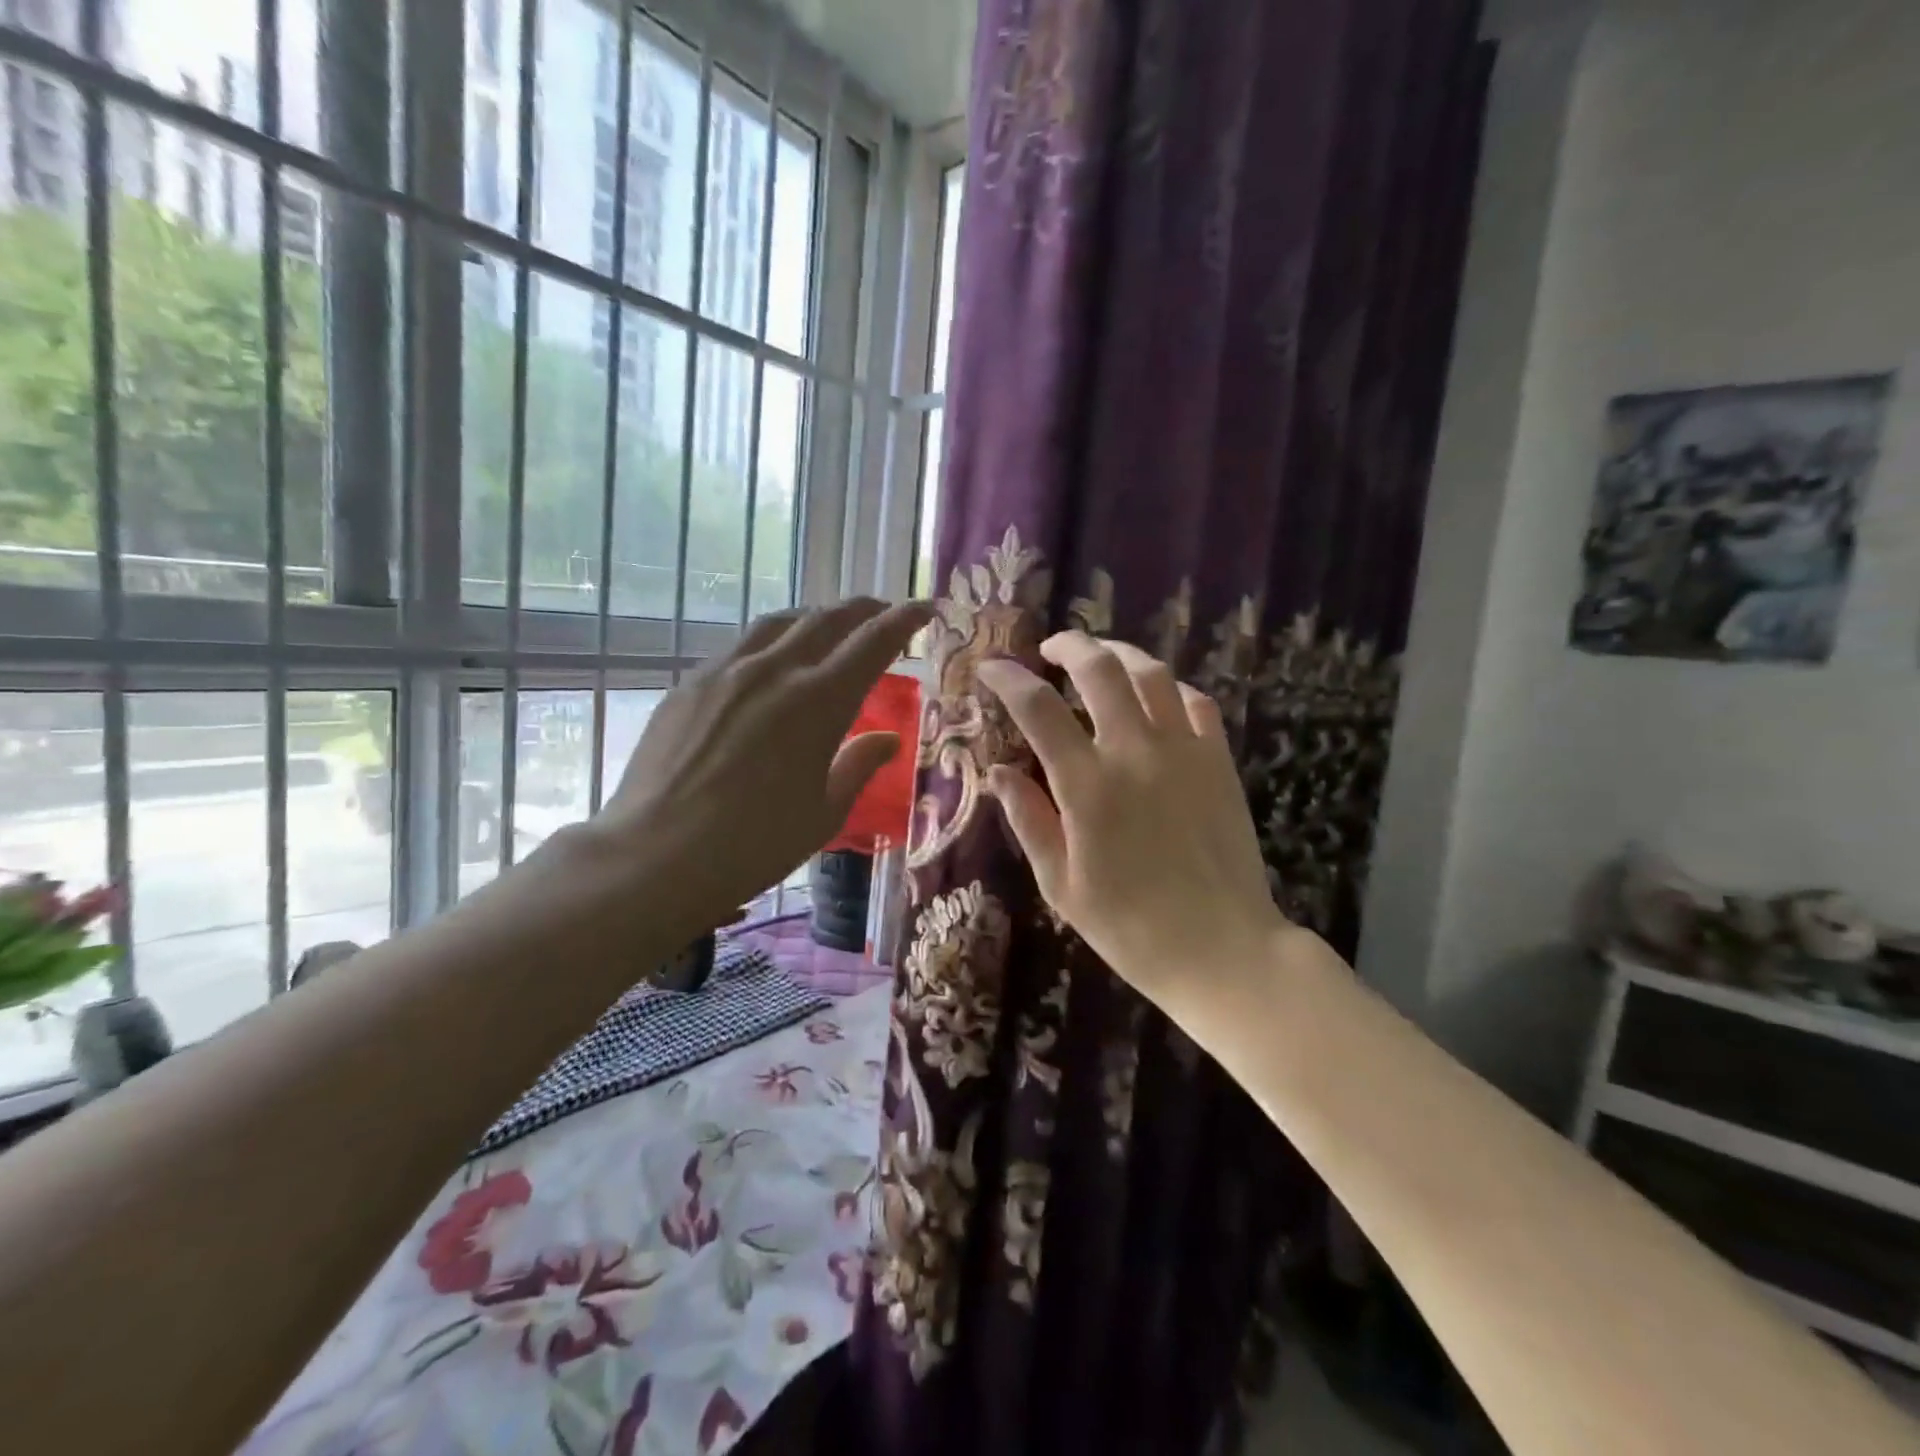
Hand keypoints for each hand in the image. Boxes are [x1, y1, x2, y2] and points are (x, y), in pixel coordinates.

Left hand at [588, 598, 931, 934]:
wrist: (656, 855)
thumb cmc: (755, 844)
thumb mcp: (824, 812)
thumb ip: (858, 765)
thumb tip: (888, 740)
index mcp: (820, 701)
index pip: (873, 641)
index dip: (905, 619)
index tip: (926, 608)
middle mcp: (775, 670)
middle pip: (828, 619)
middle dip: (865, 610)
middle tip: (884, 613)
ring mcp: (727, 671)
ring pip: (780, 623)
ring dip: (815, 618)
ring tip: (829, 629)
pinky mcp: (691, 684)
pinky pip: (741, 646)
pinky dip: (771, 643)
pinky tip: (769, 666)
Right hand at [977, 632, 1289, 1016]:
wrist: (1222, 951)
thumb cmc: (1130, 928)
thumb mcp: (1061, 884)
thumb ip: (1028, 819)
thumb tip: (998, 771)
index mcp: (1087, 785)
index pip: (1038, 709)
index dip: (1008, 679)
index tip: (989, 667)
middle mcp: (1135, 752)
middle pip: (1099, 669)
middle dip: (1068, 645)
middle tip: (1048, 649)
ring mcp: (1184, 752)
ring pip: (1152, 674)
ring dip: (1119, 653)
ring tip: (1099, 658)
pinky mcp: (1219, 762)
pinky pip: (1197, 702)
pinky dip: (1170, 688)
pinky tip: (1156, 697)